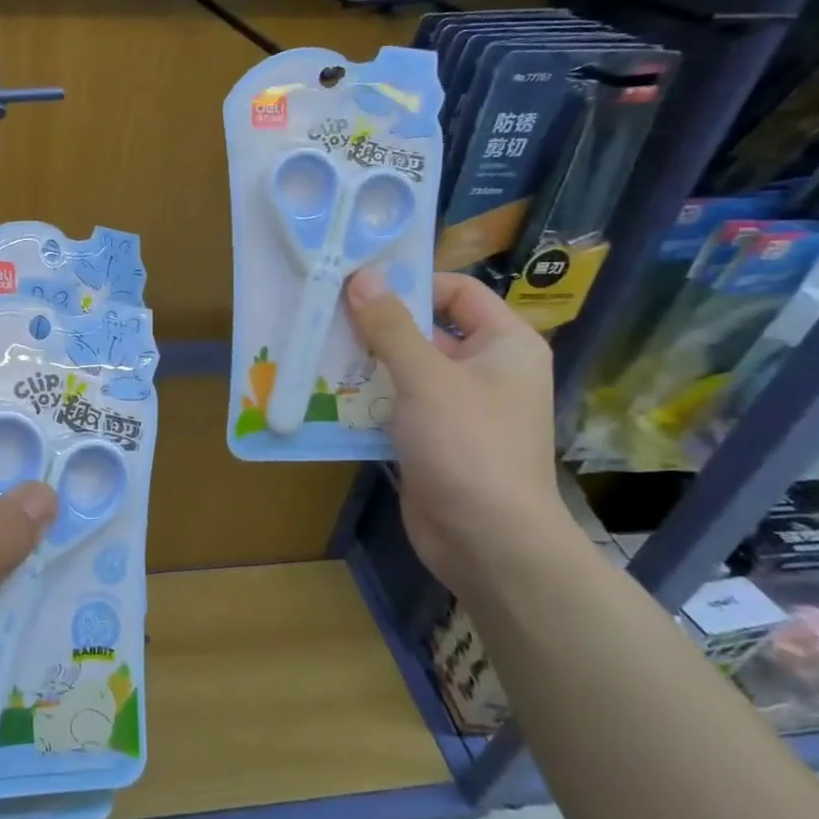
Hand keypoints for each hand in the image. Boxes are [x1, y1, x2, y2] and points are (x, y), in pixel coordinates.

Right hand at [346, 270, 569, 592]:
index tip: (358, 283)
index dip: (411, 283)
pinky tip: (324, 395)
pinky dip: (365, 401)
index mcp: (504, 345)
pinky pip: (395, 408)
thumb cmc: (468, 445)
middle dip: (375, 326)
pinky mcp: (432, 442)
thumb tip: (361, 276)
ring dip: (363, 365)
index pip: (458, 292)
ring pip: (404, 372)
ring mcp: (457, 410)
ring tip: (314, 351)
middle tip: (323, 315)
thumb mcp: (426, 376)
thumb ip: (391, 326)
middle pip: (425, 331)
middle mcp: (485, 371)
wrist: (488, 541)